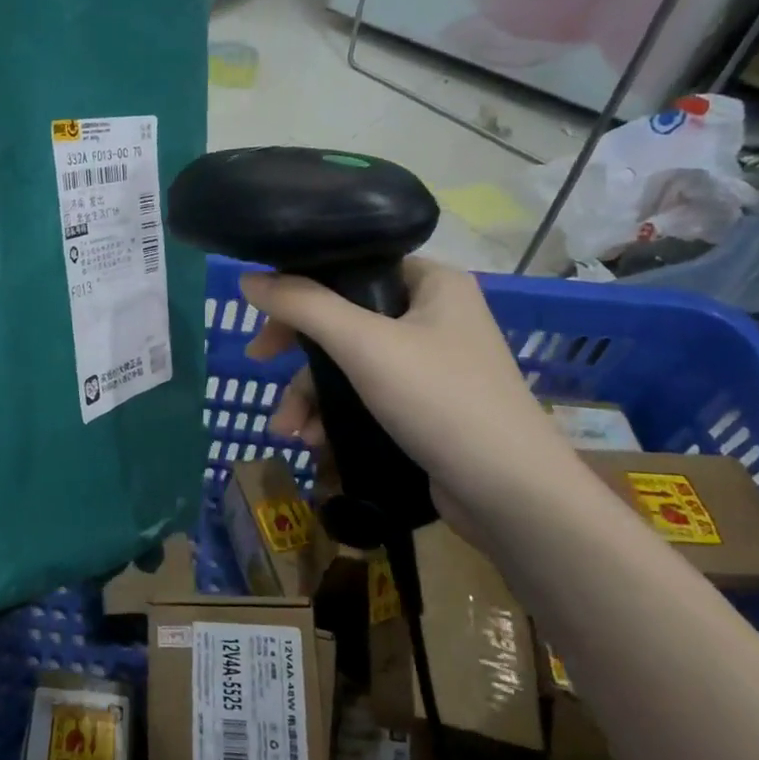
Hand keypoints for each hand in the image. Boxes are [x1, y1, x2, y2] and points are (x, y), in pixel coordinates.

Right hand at [240, 258, 583, 524]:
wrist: (510, 494)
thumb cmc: (441, 400)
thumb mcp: (363, 345)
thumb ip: (303, 306)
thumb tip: (248, 279)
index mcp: (432, 283)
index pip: (354, 265)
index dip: (303, 285)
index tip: (265, 314)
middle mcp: (433, 316)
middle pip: (343, 318)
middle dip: (299, 354)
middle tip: (259, 363)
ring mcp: (430, 364)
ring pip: (348, 364)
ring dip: (310, 395)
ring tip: (289, 431)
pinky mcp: (424, 406)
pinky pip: (364, 396)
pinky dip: (335, 414)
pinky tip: (316, 442)